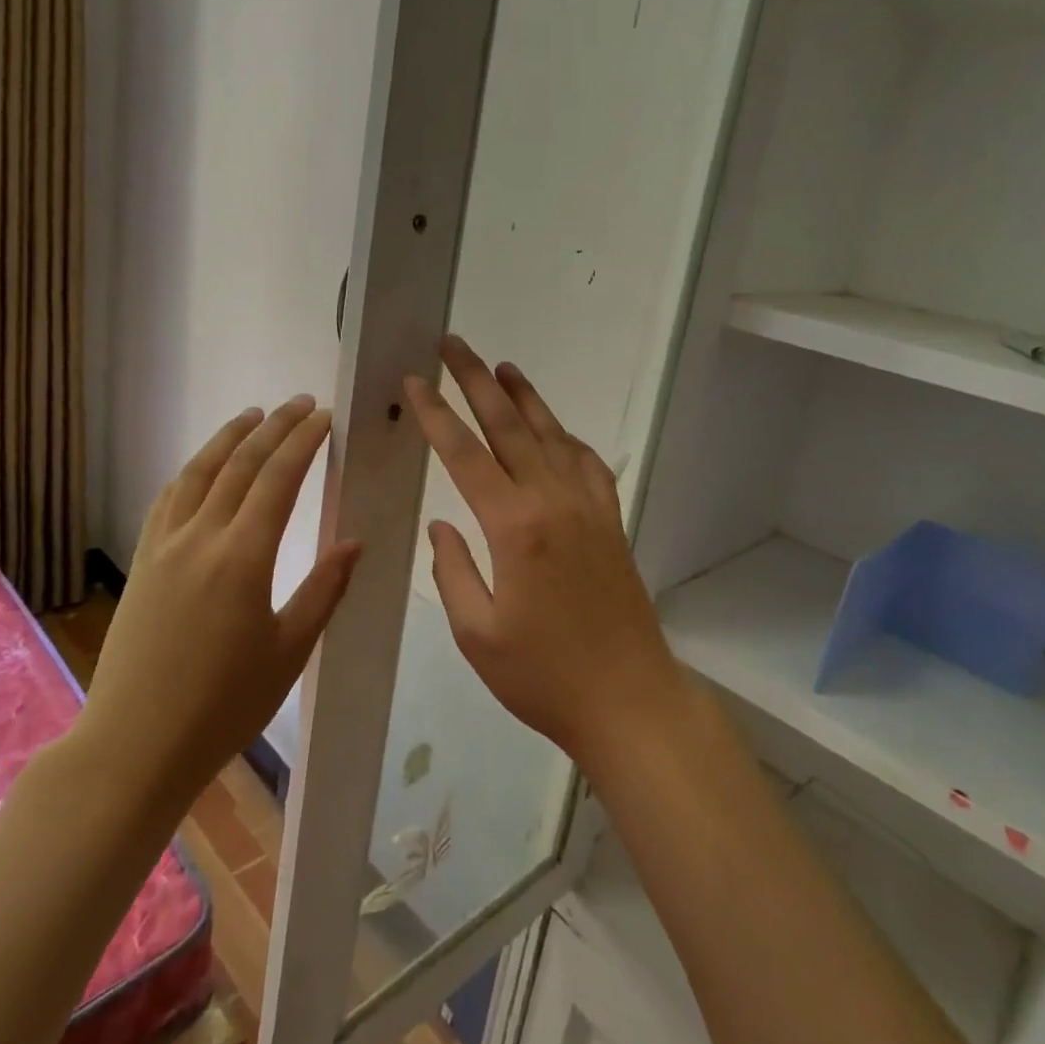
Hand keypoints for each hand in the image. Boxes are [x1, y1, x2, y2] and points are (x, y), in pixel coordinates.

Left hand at [73, 396, 361, 815]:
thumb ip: (324, 589)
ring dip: (228, 438)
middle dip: (273, 428)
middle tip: (300, 403)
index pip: (278, 479)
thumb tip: (355, 542)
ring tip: (253, 415)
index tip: (324, 417)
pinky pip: (169, 499)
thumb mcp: (289, 651)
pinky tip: (203, 467)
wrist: (135, 746)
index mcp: (243, 558)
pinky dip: (192, 471)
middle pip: (240, 464)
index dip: (303, 442)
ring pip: (199, 473)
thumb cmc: (224, 706)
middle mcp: (201, 538)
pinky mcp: (143, 563)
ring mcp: (164, 547)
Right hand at [405, 337, 692, 774]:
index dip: (436, 414)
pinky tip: (554, 429)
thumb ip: (453, 571)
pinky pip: (586, 464)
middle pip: (509, 426)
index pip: (465, 454)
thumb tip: (440, 525)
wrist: (629, 699)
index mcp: (514, 527)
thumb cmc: (543, 676)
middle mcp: (553, 502)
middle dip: (477, 381)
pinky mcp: (611, 521)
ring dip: (525, 398)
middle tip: (454, 344)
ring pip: (551, 436)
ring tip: (502, 368)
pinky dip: (566, 437)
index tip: (416, 381)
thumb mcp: (478, 635)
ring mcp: (588, 507)